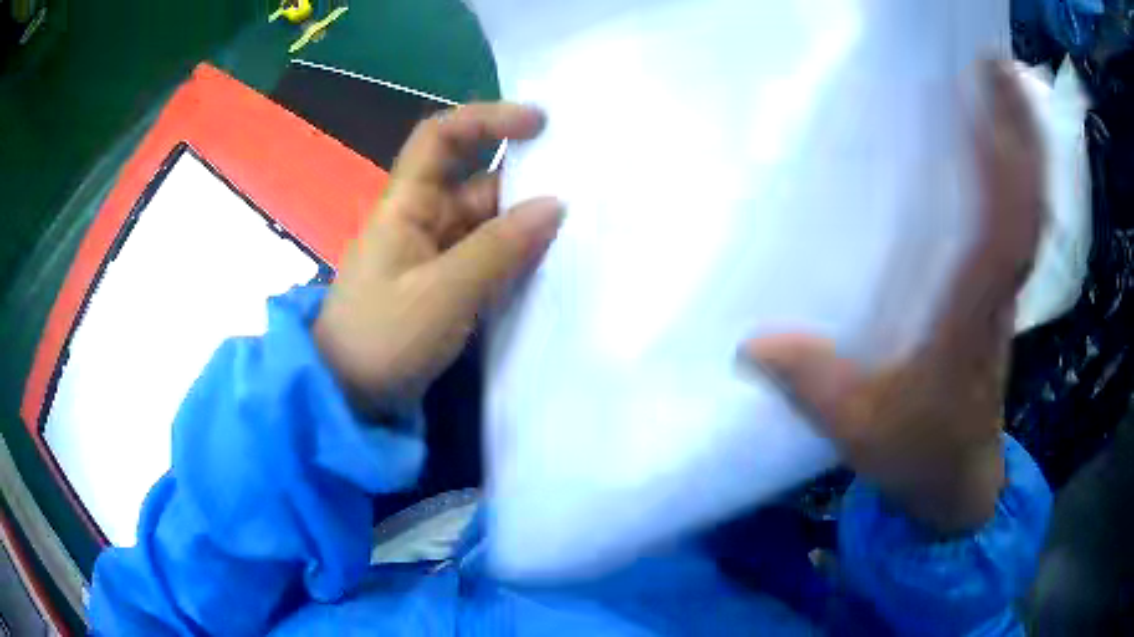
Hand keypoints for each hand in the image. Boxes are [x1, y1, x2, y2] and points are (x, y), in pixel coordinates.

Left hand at [314, 103, 563, 419]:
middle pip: (475, 182)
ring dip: (525, 224)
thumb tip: (555, 205)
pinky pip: (485, 259)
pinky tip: (552, 264)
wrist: (347, 397)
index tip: (539, 124)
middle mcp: (421, 220)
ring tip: (582, 227)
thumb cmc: (382, 338)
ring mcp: (433, 255)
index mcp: (407, 205)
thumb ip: (500, 249)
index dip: (487, 119)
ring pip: (486, 224)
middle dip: (524, 179)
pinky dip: (515, 258)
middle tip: (585, 184)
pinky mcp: (443, 287)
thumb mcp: (443, 294)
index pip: (441, 138)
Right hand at [744, 61, 1044, 534]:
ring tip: (1000, 87)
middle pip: (1027, 203)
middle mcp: (999, 294)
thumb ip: (813, 384)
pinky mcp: (999, 296)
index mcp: (973, 320)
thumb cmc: (920, 458)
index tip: (988, 93)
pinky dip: (1015, 180)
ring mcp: (1004, 293)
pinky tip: (997, 148)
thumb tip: (752, 342)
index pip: (1006, 231)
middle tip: (995, 63)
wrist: (960, 486)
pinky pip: (1016, 225)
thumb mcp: (859, 431)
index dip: (1006, 160)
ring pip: (1028, 210)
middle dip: (1020, 131)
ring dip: (1023, 148)